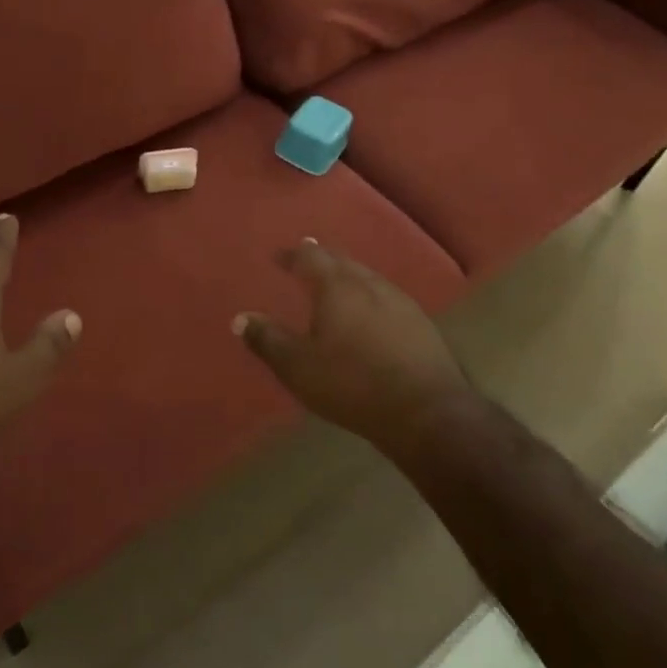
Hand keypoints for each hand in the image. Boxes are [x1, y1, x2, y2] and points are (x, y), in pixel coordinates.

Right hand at [234, 239, 473, 458]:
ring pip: (368, 277)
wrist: (426, 412)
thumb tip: (240, 318)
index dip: (293, 255)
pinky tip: (371, 313)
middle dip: (323, 258)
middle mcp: (370, 284)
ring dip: (348, 275)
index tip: (279, 256)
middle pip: (343, 261)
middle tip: (308, 257)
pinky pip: (387, 297)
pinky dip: (369, 296)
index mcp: (338, 287)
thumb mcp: (298, 366)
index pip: (311, 258)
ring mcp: (401, 302)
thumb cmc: (352, 383)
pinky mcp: (421, 324)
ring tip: (337, 283)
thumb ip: (268, 339)